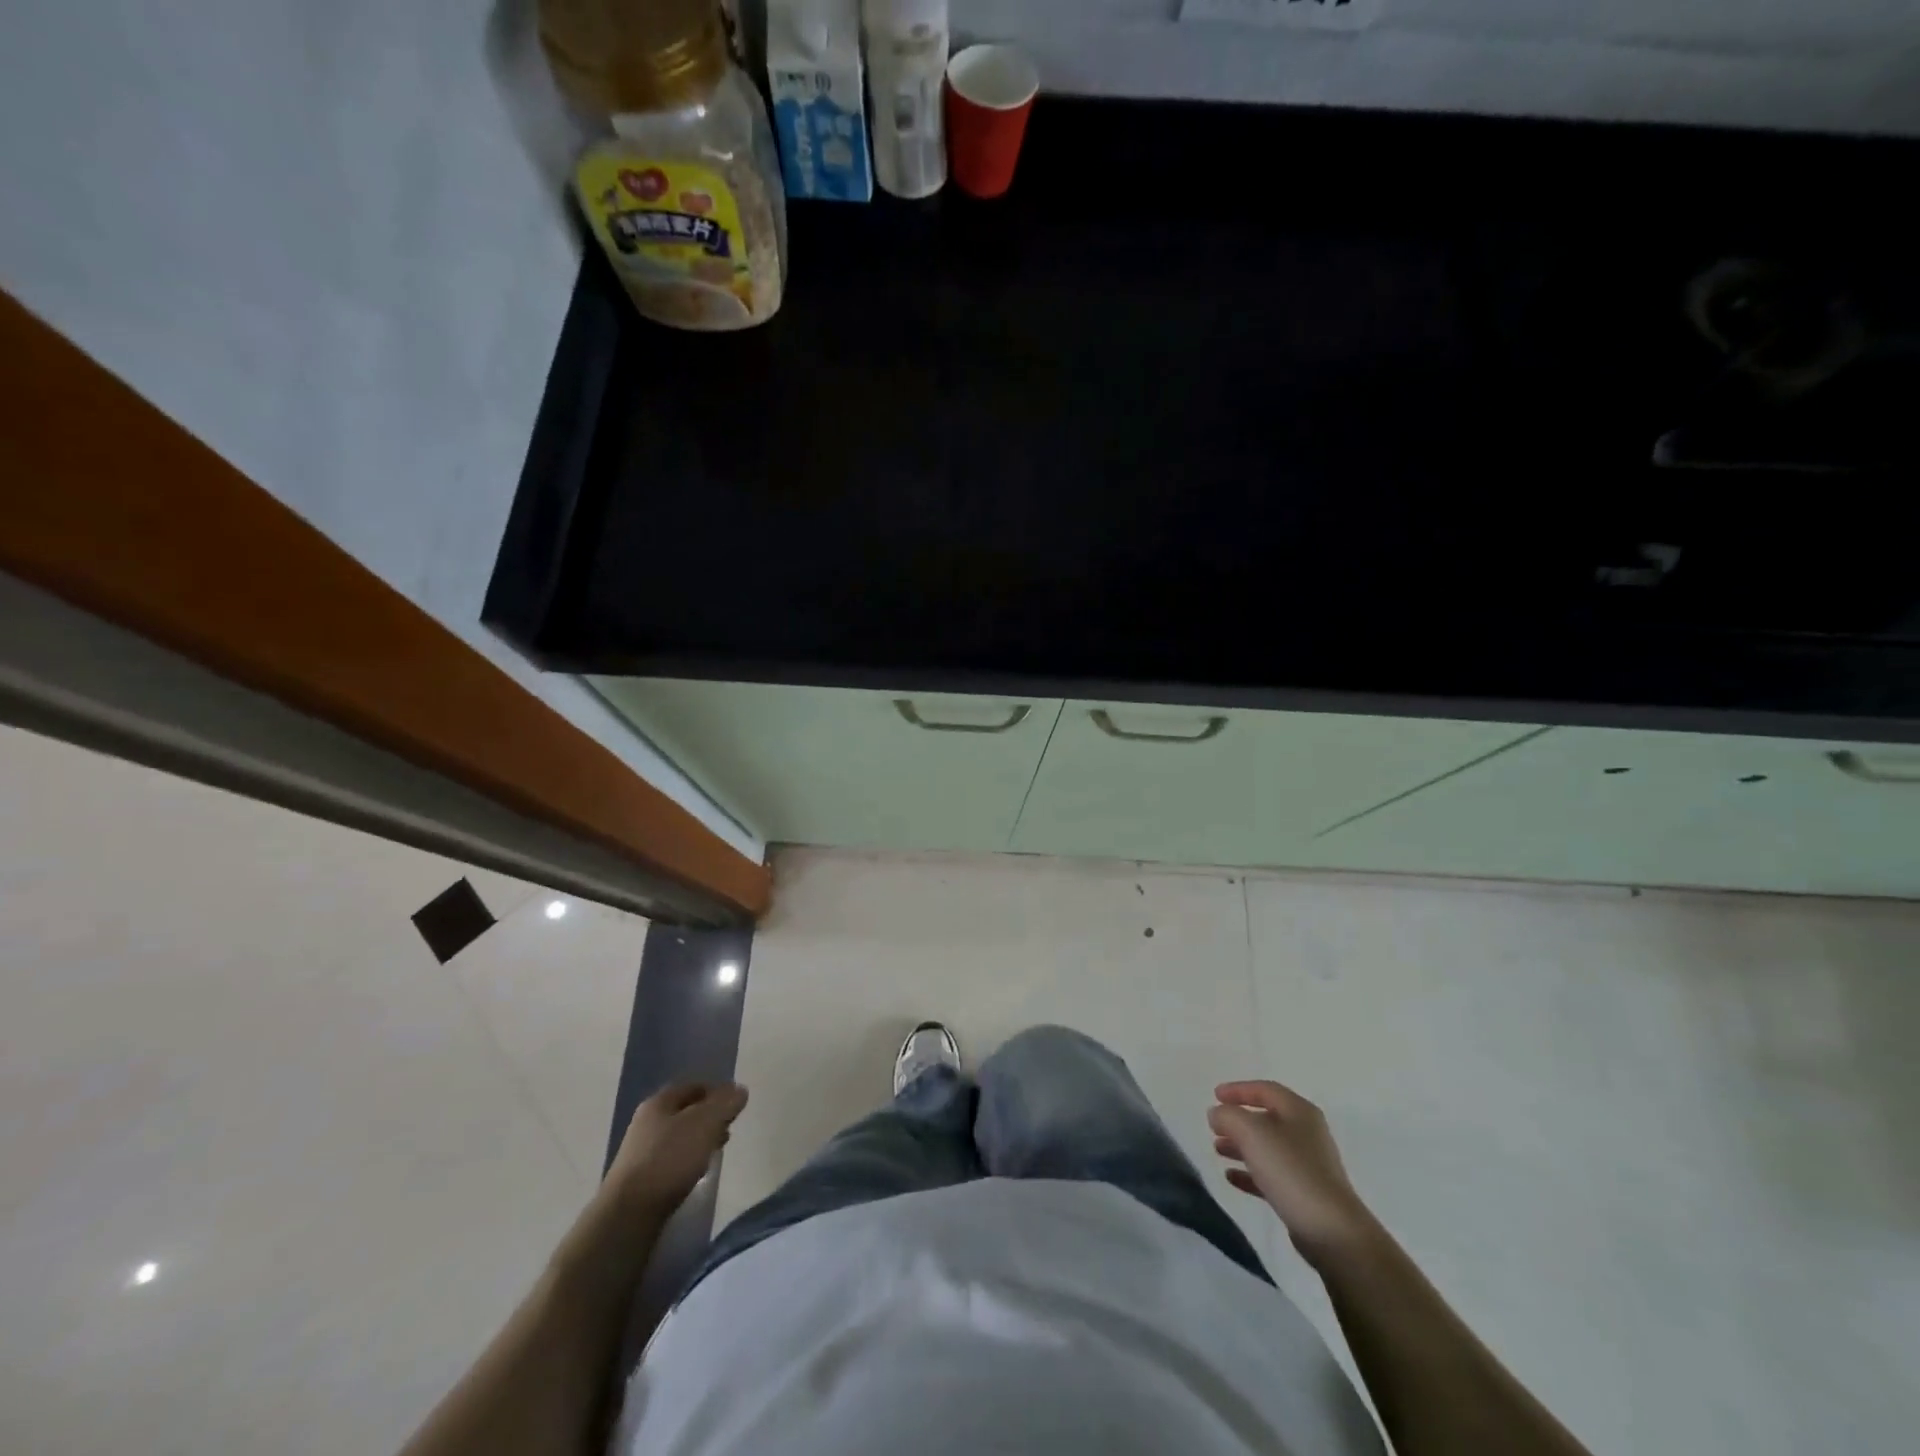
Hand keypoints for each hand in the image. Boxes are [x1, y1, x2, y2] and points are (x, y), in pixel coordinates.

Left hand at [606, 1082, 748, 1216]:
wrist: (629, 1213)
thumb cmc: (670, 1159)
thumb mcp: (705, 1124)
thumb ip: (725, 1103)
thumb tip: (740, 1089)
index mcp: (659, 1102)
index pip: (694, 1086)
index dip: (717, 1092)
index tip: (735, 1105)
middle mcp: (647, 1122)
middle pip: (686, 1111)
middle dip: (710, 1117)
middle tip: (729, 1127)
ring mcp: (641, 1151)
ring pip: (680, 1136)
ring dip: (700, 1139)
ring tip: (717, 1150)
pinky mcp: (641, 1178)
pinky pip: (672, 1159)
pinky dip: (689, 1159)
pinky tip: (698, 1171)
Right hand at [1209, 1079, 1374, 1264]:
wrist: (1331, 1230)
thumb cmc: (1290, 1170)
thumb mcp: (1251, 1132)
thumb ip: (1228, 1116)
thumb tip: (1217, 1114)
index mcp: (1299, 1111)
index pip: (1265, 1089)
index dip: (1238, 1089)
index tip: (1214, 1095)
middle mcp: (1306, 1133)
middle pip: (1266, 1118)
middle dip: (1237, 1121)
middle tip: (1214, 1126)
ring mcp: (1308, 1165)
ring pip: (1267, 1148)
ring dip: (1241, 1146)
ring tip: (1217, 1150)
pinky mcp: (1305, 1193)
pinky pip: (1271, 1175)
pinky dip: (1250, 1173)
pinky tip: (1231, 1177)